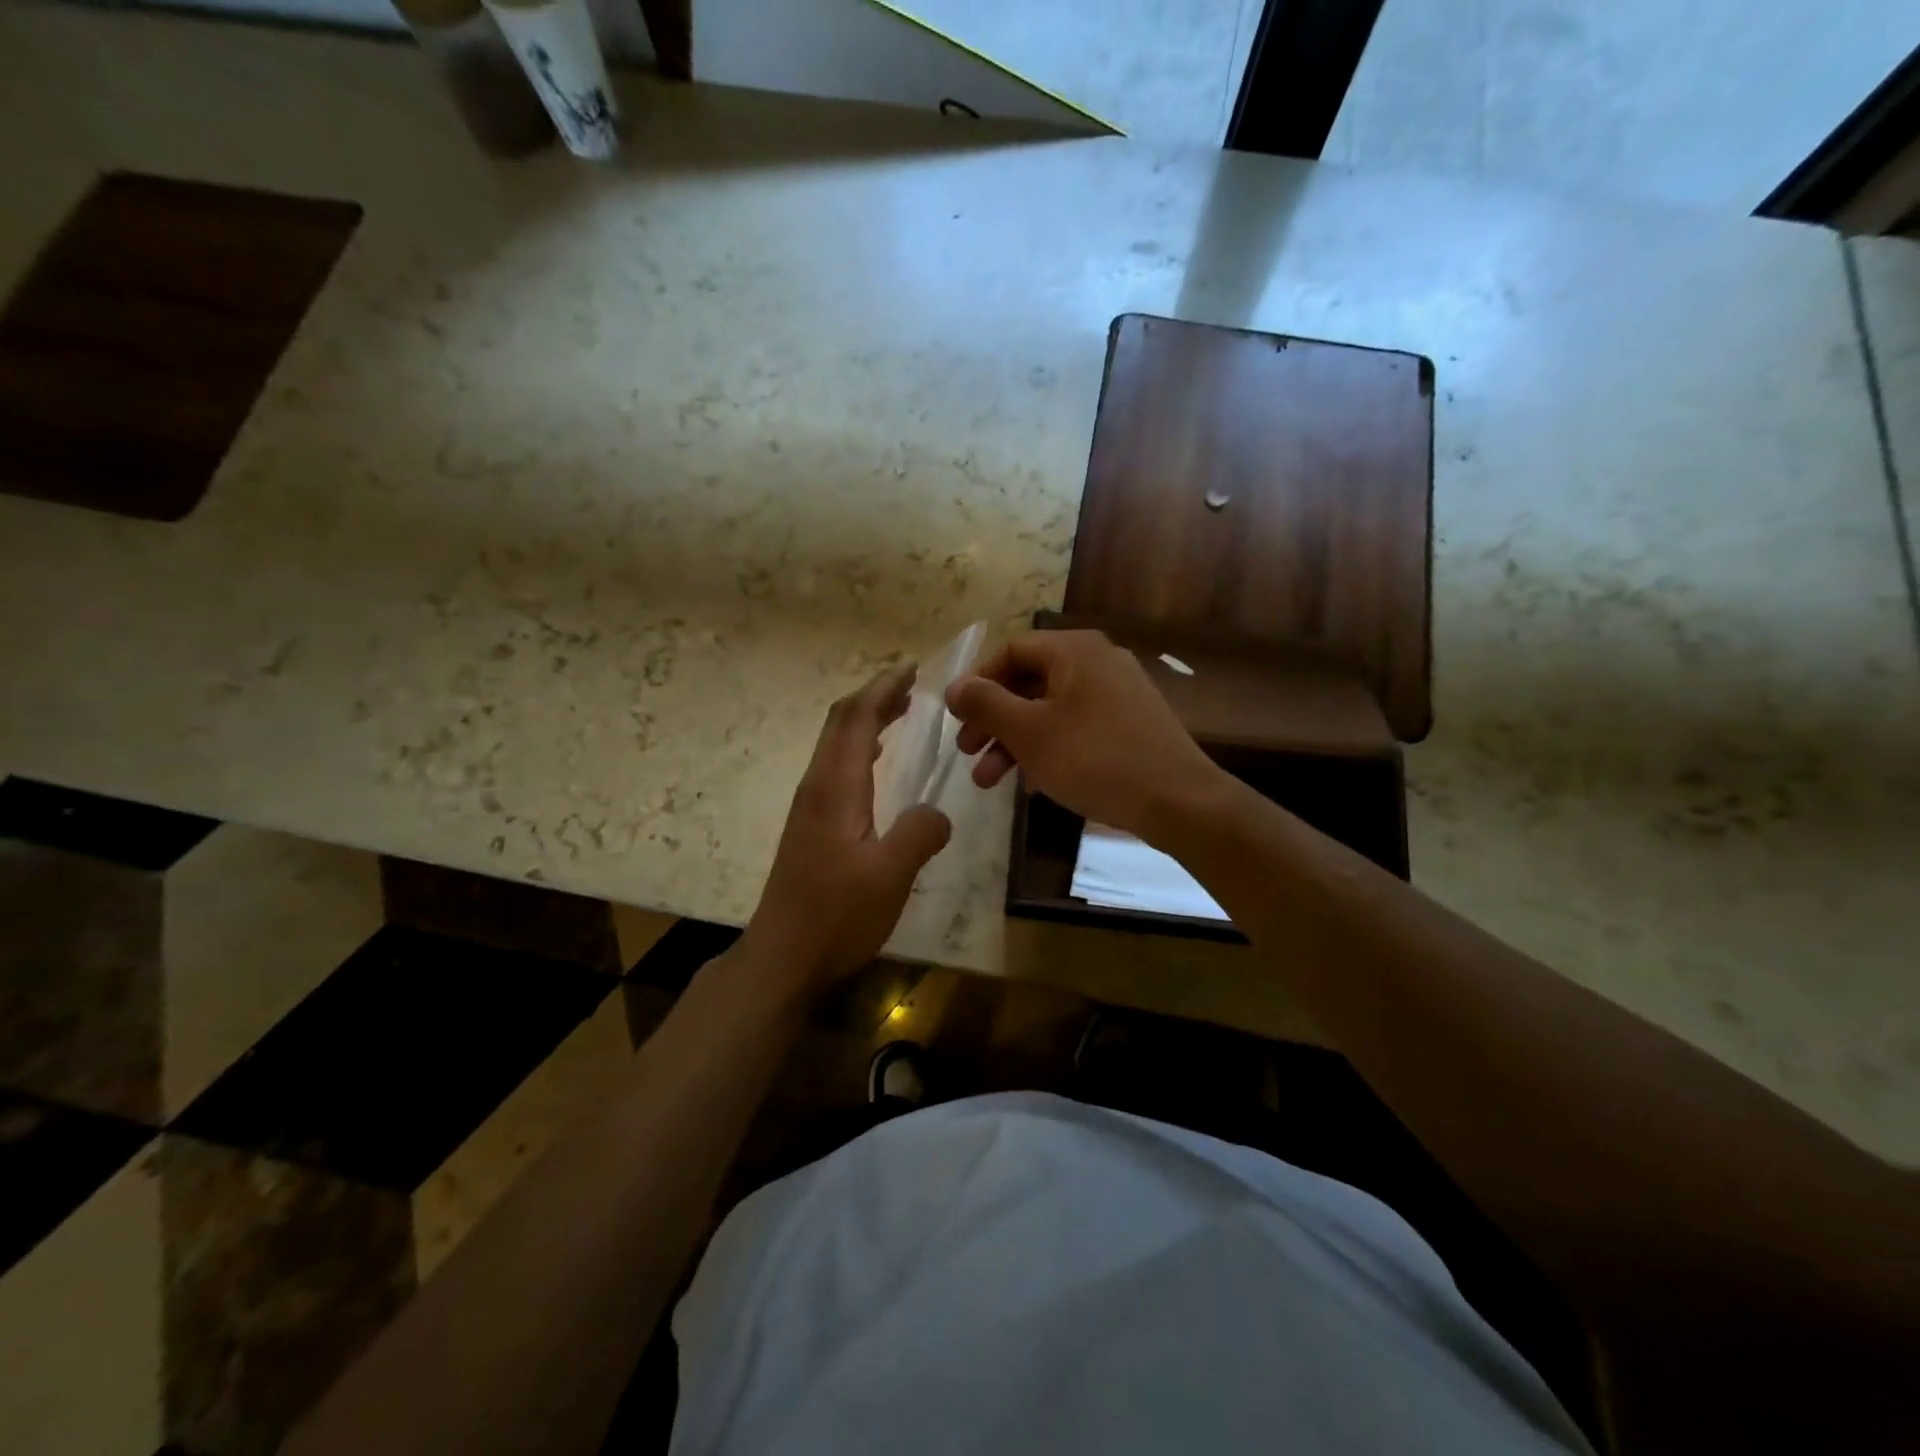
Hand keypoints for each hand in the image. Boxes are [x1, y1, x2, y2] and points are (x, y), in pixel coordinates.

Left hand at [743, 665, 952, 988]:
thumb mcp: (890, 876)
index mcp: (835, 788)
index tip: (912, 670)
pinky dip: (859, 749)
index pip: (854, 718)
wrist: (783, 956)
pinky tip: (876, 765)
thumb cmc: (836, 915)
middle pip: (840, 723)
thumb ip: (920, 834)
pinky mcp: (811, 825)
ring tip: (902, 714)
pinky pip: (836, 768)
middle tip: (912, 686)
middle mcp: (818, 786)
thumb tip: (937, 813)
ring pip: (836, 745)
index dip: (882, 688)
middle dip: (875, 697)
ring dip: (866, 721)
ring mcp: (810, 806)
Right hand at [945, 630, 1224, 843]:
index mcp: (1074, 650)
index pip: (1011, 650)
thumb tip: (955, 686)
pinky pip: (1075, 727)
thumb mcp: (1030, 733)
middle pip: (1029, 682)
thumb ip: (986, 705)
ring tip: (989, 782)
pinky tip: (1032, 785)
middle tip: (967, 754)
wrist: (1178, 801)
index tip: (958, 719)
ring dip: (1015, 743)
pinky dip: (1048, 750)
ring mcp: (1117, 693)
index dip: (978, 682)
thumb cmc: (1095, 759)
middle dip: (993, 721)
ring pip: (1050, 710)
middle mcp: (1097, 661)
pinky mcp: (1129, 724)